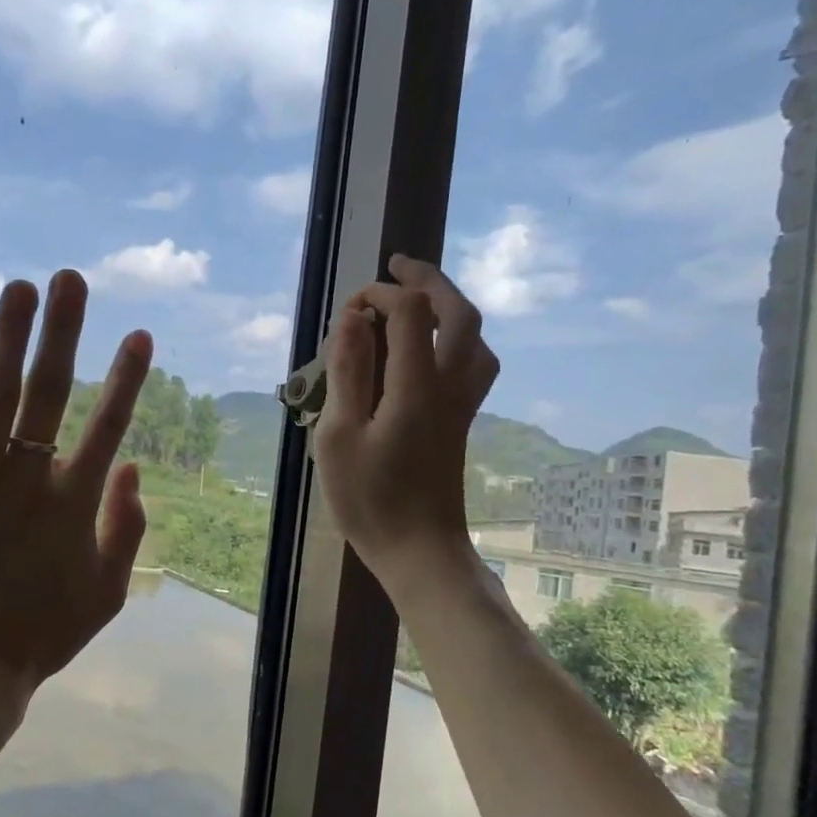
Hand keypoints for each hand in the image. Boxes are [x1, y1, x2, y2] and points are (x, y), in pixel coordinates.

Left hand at [0, 270, 152, 724]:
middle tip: (71, 279)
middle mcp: (30, 480)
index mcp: (75, 504)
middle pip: (51, 394)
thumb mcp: (106, 594)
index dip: (126, 380)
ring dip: (10, 339)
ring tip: (20, 288)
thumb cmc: (37, 636)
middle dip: (65, 333)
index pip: (108, 426)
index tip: (138, 335)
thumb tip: (132, 468)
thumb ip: (127, 530)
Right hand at [311, 254, 498, 598]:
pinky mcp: (463, 421)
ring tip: (419, 298)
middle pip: (458, 313)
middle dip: (429, 280)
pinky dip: (457, 336)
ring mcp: (463, 404)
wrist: (420, 551)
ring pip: (475, 337)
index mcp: (417, 387)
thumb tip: (352, 320)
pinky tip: (432, 348)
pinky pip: (474, 361)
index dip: (381, 294)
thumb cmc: (371, 500)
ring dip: (450, 306)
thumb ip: (348, 373)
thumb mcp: (341, 436)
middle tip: (398, 265)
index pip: (410, 313)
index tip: (350, 306)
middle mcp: (450, 386)